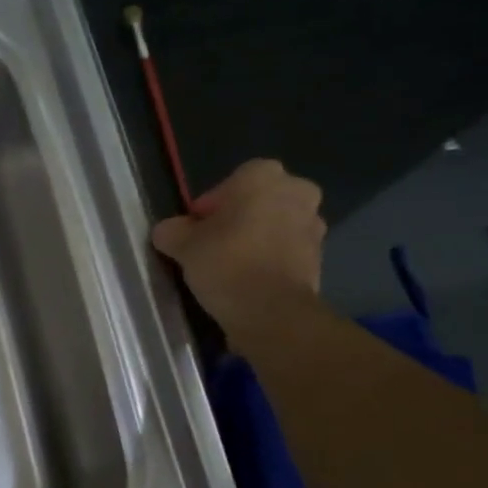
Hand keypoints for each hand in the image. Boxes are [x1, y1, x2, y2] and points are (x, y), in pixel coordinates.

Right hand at [151, 159, 325, 332]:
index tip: (194, 233)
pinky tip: (249, 283)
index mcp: (263, 175)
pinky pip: (286, 253)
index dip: (208, 209)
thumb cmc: (226, 263)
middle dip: (237, 221)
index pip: (228, 184)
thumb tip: (168, 231)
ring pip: (274, 227)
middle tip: (212, 247)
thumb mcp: (183, 245)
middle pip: (256, 203)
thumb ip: (172, 231)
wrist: (272, 312)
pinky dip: (270, 262)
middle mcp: (296, 191)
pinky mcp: (320, 258)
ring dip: (256, 241)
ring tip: (230, 269)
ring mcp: (314, 225)